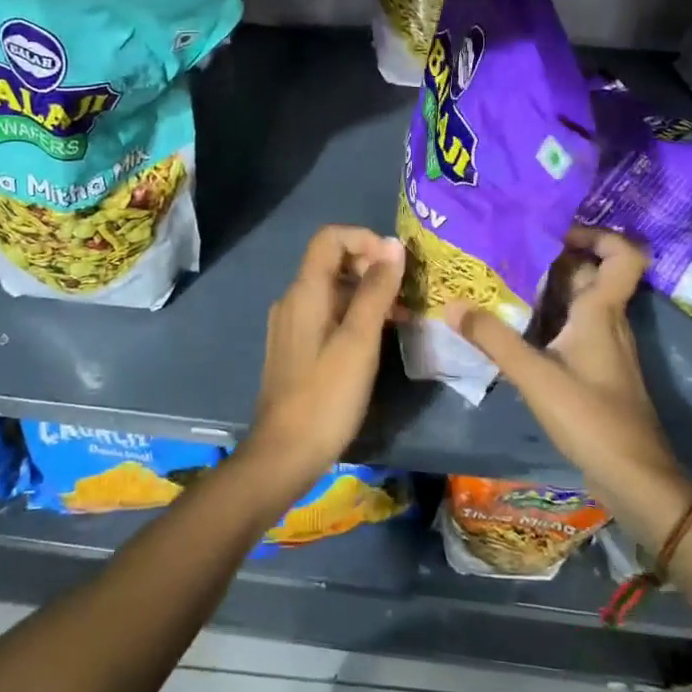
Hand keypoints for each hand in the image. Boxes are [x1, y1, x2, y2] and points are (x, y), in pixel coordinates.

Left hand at [244, 226, 405, 490]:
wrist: (284, 453)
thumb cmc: (327, 395)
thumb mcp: (360, 340)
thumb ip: (376, 290)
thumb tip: (393, 245)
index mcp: (305, 291)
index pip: (330, 237)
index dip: (365, 239)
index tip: (396, 264)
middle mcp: (293, 299)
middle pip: (333, 262)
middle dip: (372, 268)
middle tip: (406, 295)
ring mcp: (291, 324)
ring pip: (333, 290)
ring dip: (368, 294)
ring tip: (402, 319)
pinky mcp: (296, 347)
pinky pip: (327, 314)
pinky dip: (354, 315)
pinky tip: (378, 339)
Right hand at [444, 227, 691, 545]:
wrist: (633, 477)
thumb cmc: (591, 417)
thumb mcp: (535, 375)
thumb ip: (493, 338)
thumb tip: (452, 304)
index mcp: (602, 312)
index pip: (623, 255)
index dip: (597, 235)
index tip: (555, 233)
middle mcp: (607, 321)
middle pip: (589, 274)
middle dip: (552, 258)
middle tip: (506, 251)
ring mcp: (603, 347)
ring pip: (578, 302)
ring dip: (545, 289)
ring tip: (499, 281)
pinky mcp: (594, 369)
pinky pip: (571, 327)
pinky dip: (546, 318)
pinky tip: (513, 327)